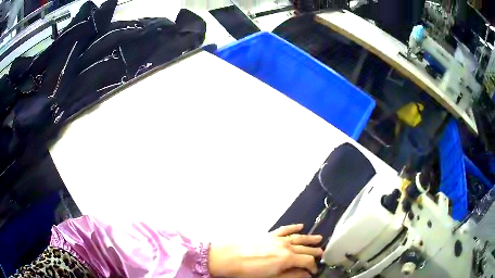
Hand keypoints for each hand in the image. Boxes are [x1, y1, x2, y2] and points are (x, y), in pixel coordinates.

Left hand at [208, 224, 322, 277]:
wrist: (228, 257)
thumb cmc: (249, 271)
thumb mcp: (272, 277)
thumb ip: (291, 275)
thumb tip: (306, 275)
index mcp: (287, 258)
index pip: (307, 261)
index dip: (313, 266)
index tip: (314, 271)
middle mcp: (286, 246)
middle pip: (305, 248)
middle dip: (314, 252)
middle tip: (322, 253)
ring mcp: (277, 239)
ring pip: (298, 237)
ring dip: (309, 238)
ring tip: (319, 239)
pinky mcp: (269, 234)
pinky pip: (284, 229)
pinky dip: (293, 227)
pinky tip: (300, 226)